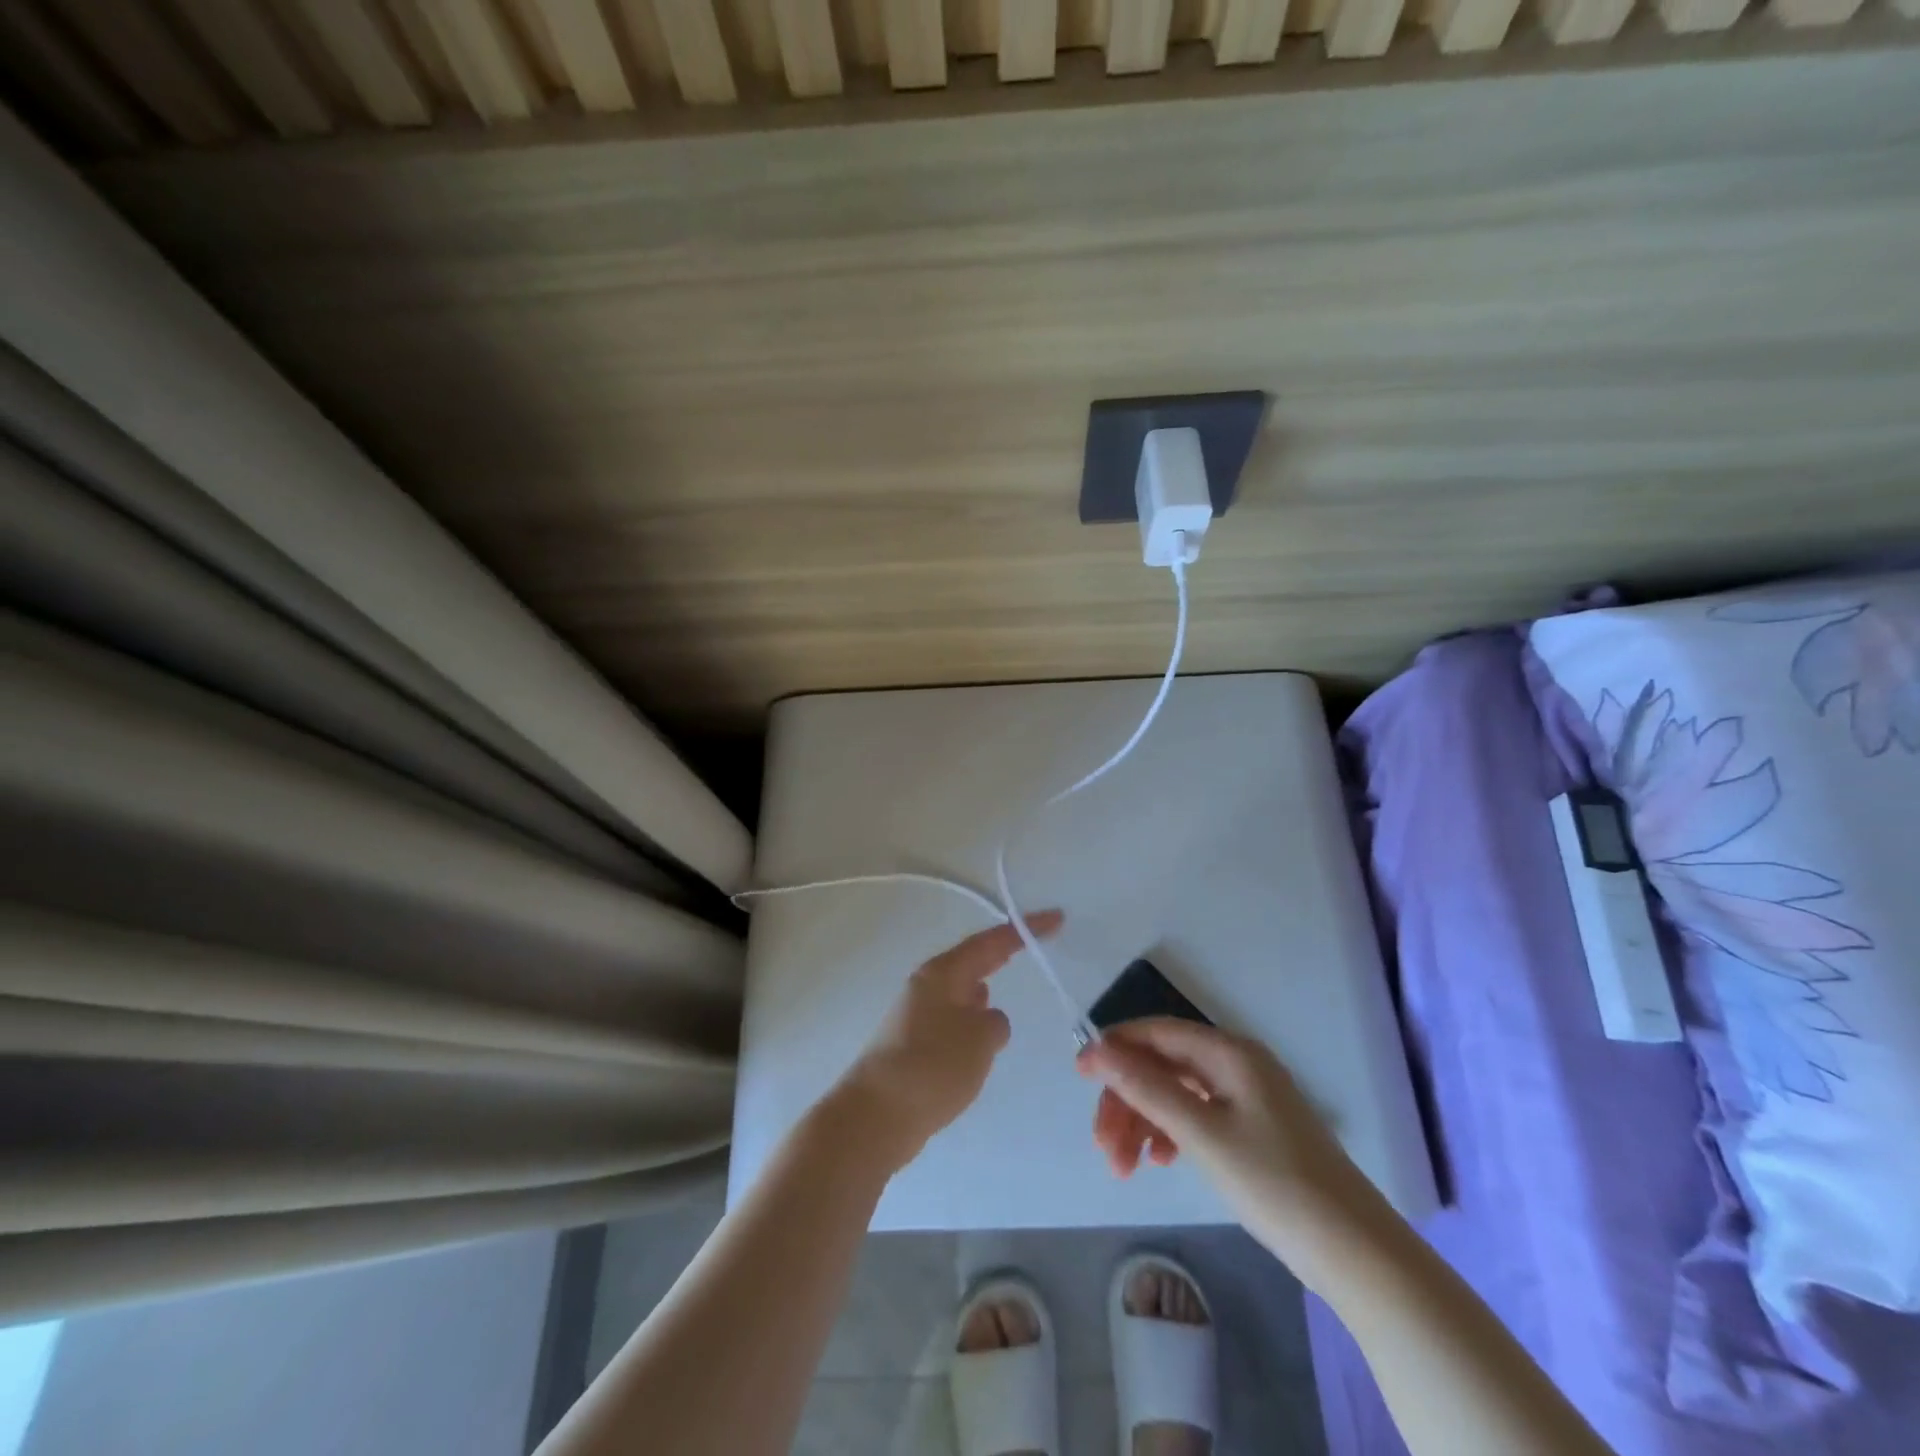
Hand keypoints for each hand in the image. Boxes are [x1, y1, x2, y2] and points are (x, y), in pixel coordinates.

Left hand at [832, 911, 1062, 1169]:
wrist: (876, 1115)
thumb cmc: (932, 1066)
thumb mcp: (980, 1039)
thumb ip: (996, 1023)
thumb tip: (988, 1019)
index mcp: (943, 973)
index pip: (992, 942)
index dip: (1025, 930)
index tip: (1056, 918)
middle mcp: (928, 986)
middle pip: (973, 961)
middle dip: (1003, 953)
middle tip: (1034, 944)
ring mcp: (917, 1015)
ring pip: (962, 992)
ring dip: (985, 988)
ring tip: (1009, 987)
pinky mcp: (914, 1046)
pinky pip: (954, 1022)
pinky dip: (973, 1022)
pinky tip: (981, 1039)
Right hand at [1077, 1018, 1384, 1267]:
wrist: (1356, 1253)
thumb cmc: (1275, 1184)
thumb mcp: (1202, 1134)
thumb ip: (1147, 1087)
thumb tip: (1097, 1047)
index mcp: (1229, 1053)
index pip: (1157, 1032)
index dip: (1114, 1048)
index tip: (1078, 1077)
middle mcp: (1237, 1064)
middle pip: (1163, 1066)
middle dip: (1127, 1100)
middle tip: (1104, 1148)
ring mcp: (1247, 1098)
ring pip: (1176, 1094)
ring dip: (1144, 1122)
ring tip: (1125, 1168)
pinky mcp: (1253, 1130)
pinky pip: (1196, 1116)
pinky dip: (1170, 1134)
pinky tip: (1159, 1161)